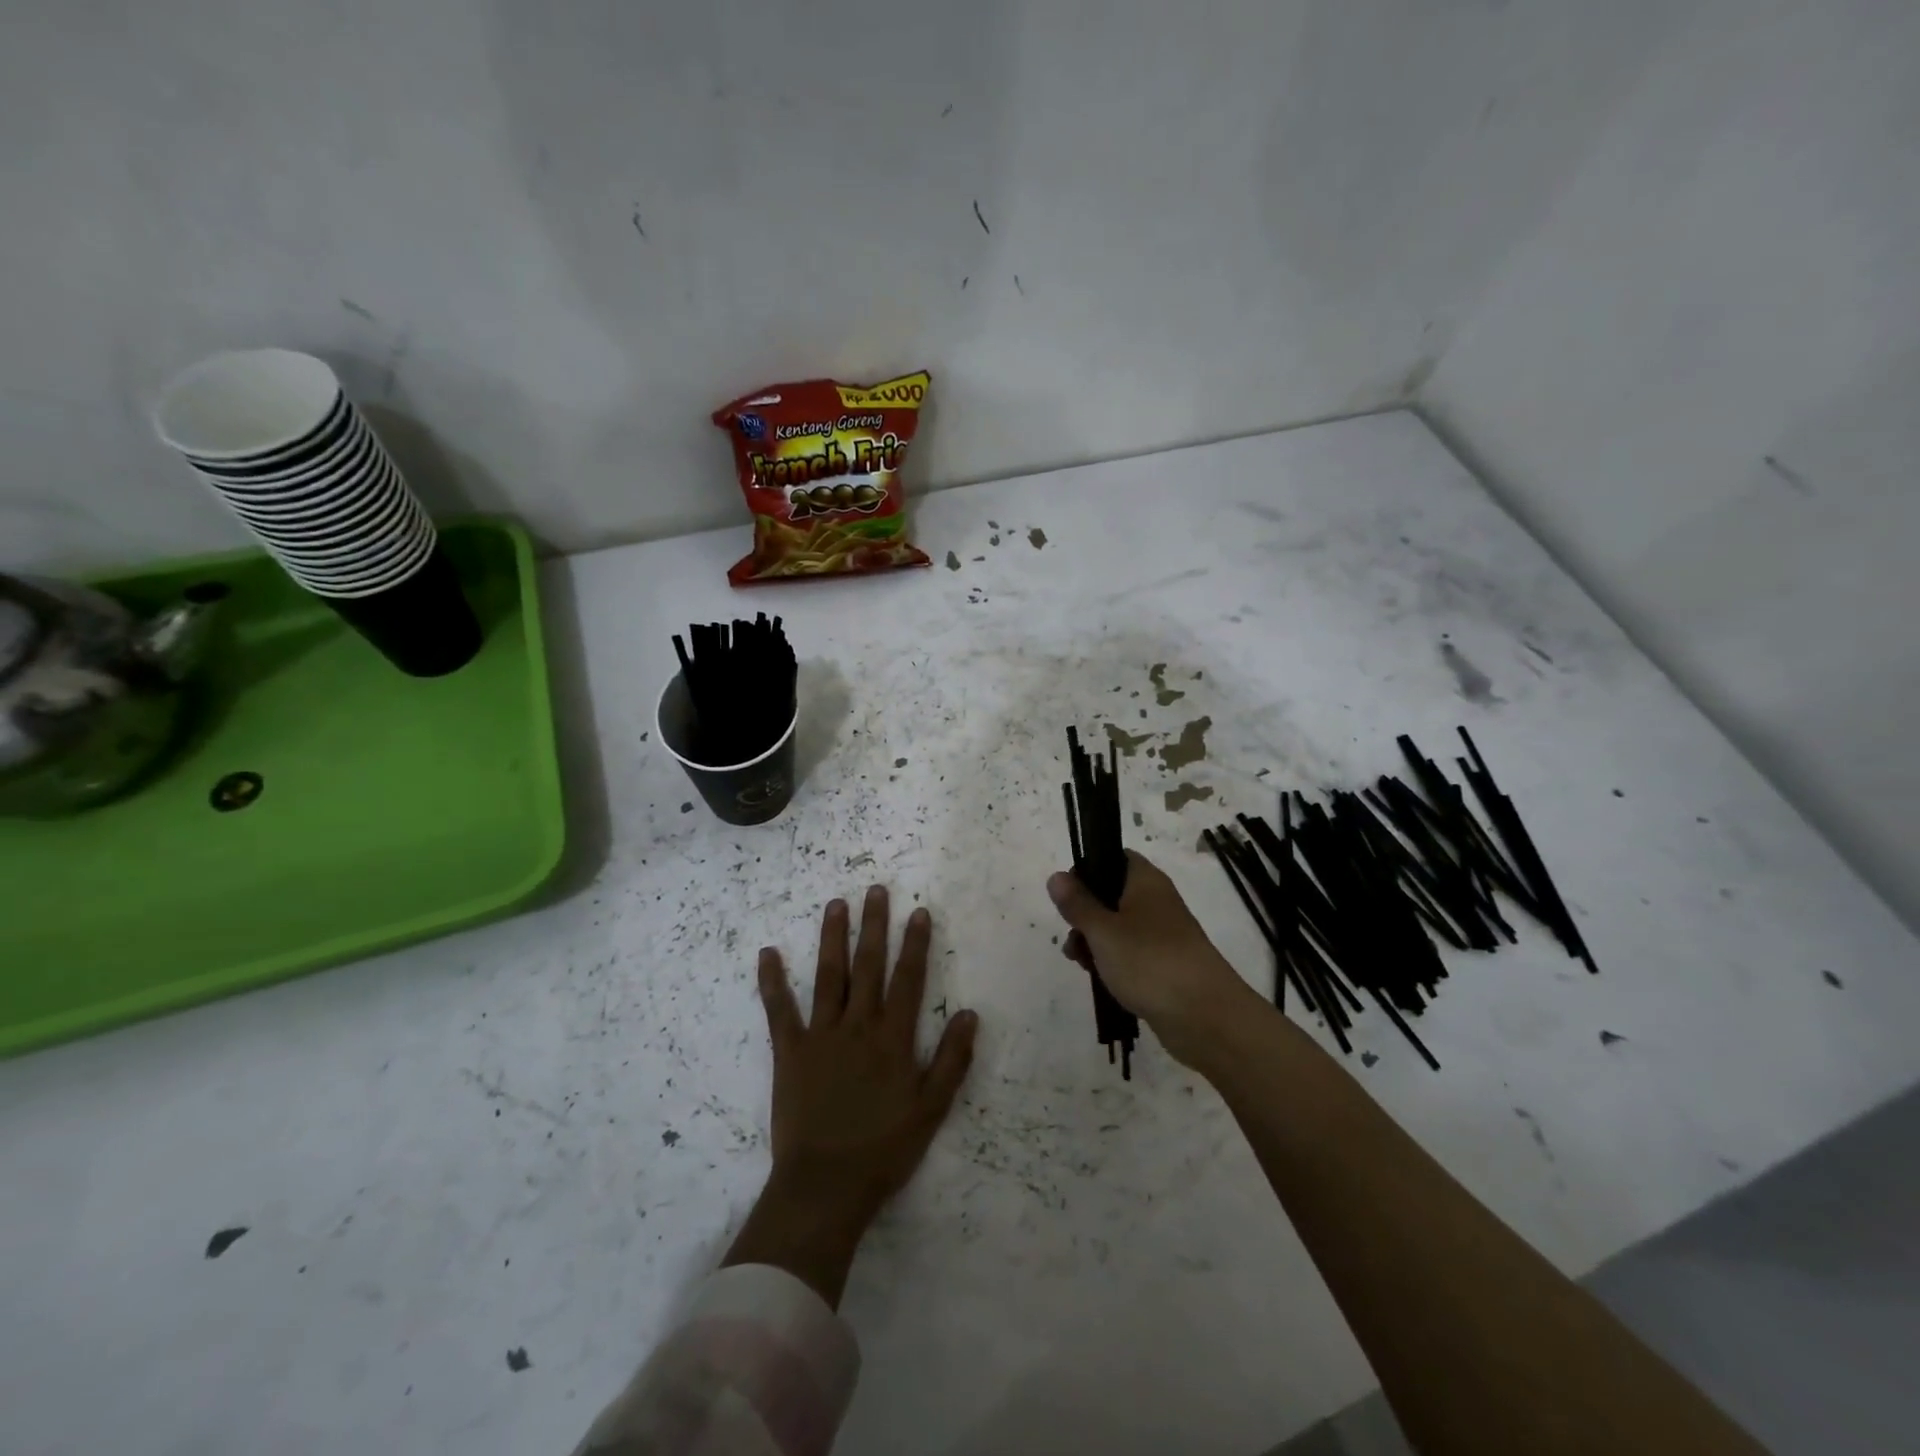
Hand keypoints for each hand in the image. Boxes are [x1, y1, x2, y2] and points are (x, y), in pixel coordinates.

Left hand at [723, 886, 978, 1305]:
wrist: (825, 1186)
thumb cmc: (883, 1150)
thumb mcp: (932, 1110)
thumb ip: (952, 1060)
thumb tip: (969, 1013)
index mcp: (893, 1039)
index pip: (908, 979)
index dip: (915, 944)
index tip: (918, 912)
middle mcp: (858, 1026)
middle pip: (868, 966)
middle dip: (874, 926)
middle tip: (875, 890)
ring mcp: (821, 1035)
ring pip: (829, 976)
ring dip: (833, 938)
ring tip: (836, 904)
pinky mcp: (789, 1051)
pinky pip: (779, 1010)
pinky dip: (772, 981)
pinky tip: (767, 953)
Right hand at [1048, 851, 1259, 1067]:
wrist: (1206, 1017)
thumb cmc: (1149, 962)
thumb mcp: (1103, 930)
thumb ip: (1077, 904)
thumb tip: (1056, 876)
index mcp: (1146, 881)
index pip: (1114, 857)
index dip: (1088, 869)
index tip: (1068, 894)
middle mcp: (1156, 901)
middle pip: (1111, 894)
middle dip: (1085, 914)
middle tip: (1072, 936)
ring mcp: (1162, 935)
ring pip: (1118, 927)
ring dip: (1095, 942)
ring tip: (1081, 963)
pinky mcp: (1164, 965)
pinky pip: (1131, 954)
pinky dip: (1113, 962)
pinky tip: (1099, 979)